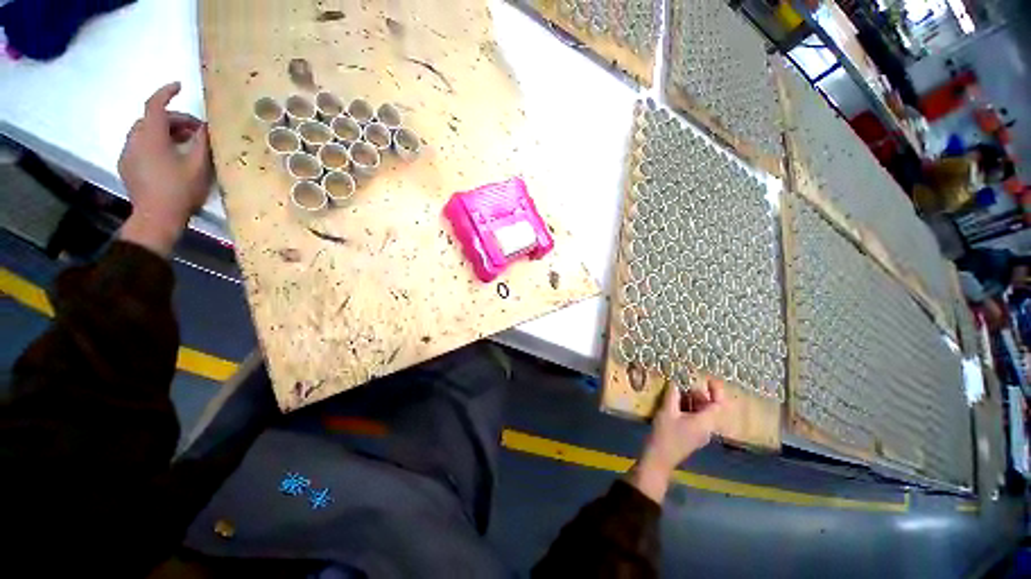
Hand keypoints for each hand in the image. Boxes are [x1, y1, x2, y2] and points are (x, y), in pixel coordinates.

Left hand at [118, 82, 211, 255]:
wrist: (156, 218)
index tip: (179, 87)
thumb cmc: (179, 190)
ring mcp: (127, 153)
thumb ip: (202, 143)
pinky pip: (139, 146)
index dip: (167, 92)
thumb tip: (206, 127)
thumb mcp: (198, 166)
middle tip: (195, 132)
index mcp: (151, 136)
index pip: (155, 104)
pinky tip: (168, 158)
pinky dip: (154, 144)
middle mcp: (135, 139)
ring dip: (164, 132)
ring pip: (144, 132)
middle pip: (152, 119)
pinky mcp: (126, 166)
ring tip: (183, 145)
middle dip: (173, 120)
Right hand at [629, 378, 724, 503]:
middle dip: (700, 395)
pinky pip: (696, 419)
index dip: (716, 390)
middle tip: (685, 386)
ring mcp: (700, 434)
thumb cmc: (665, 434)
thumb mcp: (667, 411)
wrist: (659, 458)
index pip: (718, 404)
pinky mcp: (692, 437)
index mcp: (705, 422)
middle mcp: (707, 429)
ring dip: (692, 401)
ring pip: (702, 413)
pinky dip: (689, 409)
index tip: (708, 379)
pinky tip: (674, 405)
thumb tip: (675, 382)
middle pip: (710, 408)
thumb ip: (673, 395)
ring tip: (677, 393)